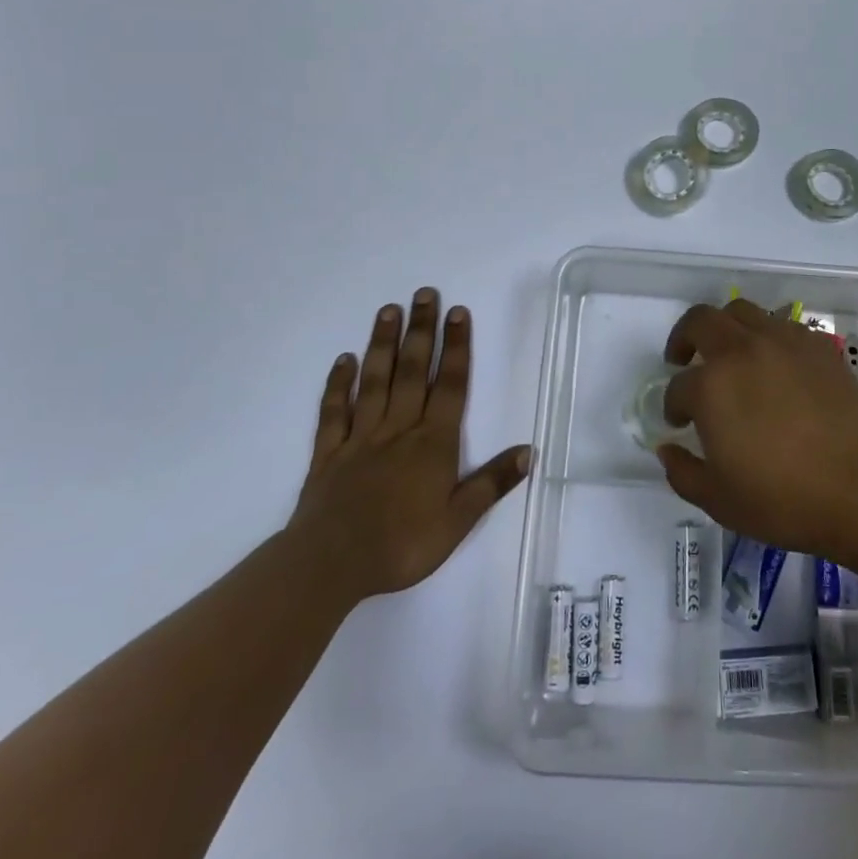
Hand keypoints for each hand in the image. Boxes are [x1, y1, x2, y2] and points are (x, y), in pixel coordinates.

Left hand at [291, 288, 531, 599]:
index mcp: (432, 443)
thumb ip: (491, 483)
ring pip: (375, 381)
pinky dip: (338, 384)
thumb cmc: (401, 545)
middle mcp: (398, 429)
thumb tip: (529, 450)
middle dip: (421, 331)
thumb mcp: (457, 522)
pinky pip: (334, 411)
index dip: (457, 348)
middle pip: (413, 372)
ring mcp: (360, 437)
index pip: (450, 386)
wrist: (331, 565)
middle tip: (424, 293)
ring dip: (383, 344)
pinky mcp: (328, 452)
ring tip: (388, 310)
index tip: (457, 312)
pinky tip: (344, 360)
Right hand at [656, 300, 857, 555]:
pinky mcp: (818, 346)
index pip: (678, 386)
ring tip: (730, 354)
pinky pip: (783, 326)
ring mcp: (783, 342)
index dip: (673, 405)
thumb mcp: (719, 500)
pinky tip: (776, 365)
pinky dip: (768, 337)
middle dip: (684, 338)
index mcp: (711, 386)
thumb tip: (667, 448)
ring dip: (726, 328)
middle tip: (684, 359)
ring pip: (742, 311)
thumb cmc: (783, 499)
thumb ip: (682, 472)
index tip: (680, 422)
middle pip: (701, 321)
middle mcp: (742, 351)